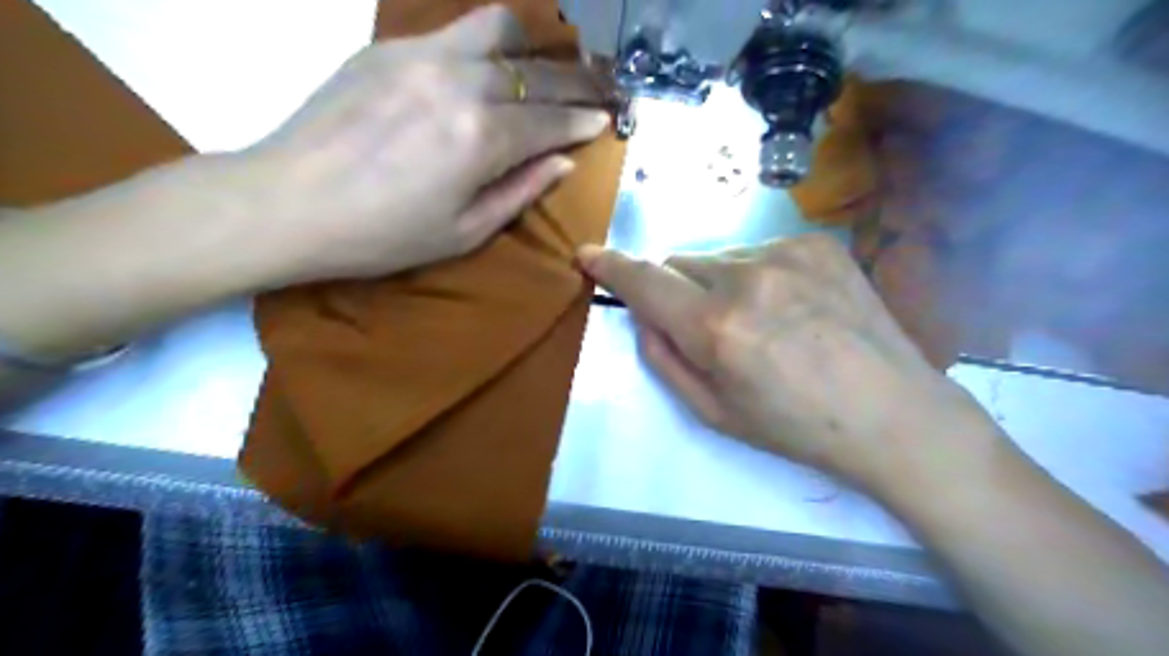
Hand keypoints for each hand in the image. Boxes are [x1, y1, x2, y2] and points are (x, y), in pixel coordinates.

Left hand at [234, 6, 606, 282]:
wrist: (288, 202)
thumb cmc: (383, 235)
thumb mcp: (464, 232)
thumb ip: (519, 192)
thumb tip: (562, 161)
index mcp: (481, 138)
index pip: (551, 120)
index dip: (584, 120)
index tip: (606, 118)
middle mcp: (460, 83)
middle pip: (536, 72)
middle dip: (578, 79)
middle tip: (600, 86)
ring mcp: (422, 56)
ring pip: (498, 31)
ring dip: (534, 46)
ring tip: (546, 63)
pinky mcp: (390, 48)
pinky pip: (455, 30)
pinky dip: (488, 43)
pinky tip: (492, 63)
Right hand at [580, 234, 999, 493]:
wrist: (893, 412)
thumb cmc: (795, 426)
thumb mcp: (713, 412)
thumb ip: (664, 359)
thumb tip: (643, 317)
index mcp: (717, 328)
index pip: (645, 281)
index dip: (611, 267)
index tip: (587, 255)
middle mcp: (747, 278)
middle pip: (679, 263)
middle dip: (678, 291)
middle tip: (710, 328)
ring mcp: (787, 253)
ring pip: (719, 257)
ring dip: (720, 283)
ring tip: (762, 321)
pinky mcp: (817, 243)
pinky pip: (759, 251)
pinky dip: (758, 275)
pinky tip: (793, 307)